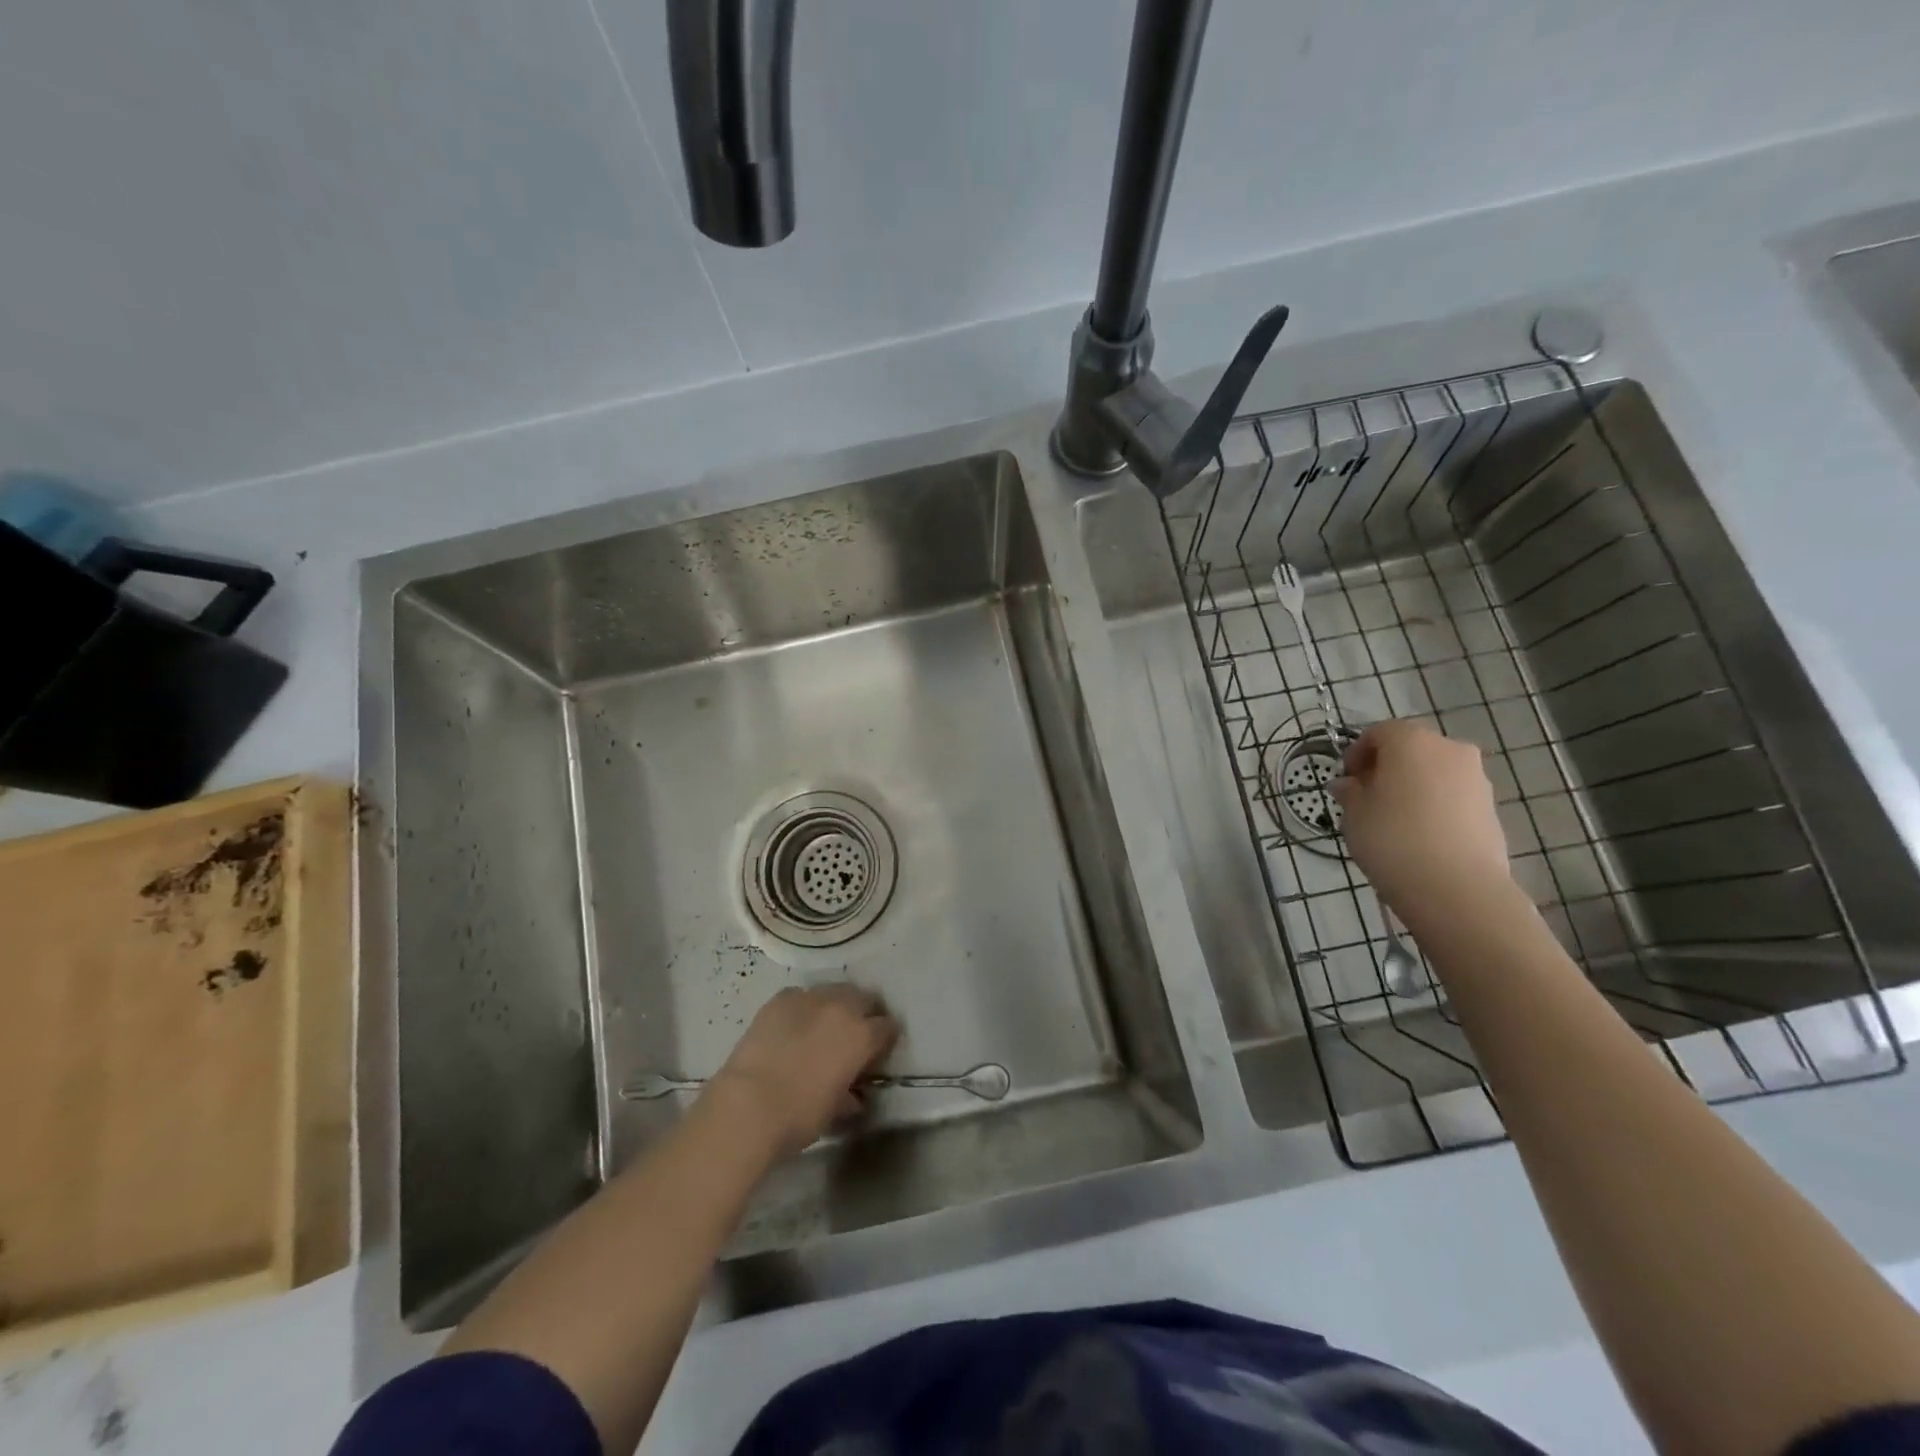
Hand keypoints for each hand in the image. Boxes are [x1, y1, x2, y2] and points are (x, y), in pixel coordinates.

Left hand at [704, 985, 898, 1158]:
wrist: (748, 1105)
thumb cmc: (799, 1116)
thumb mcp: (835, 1111)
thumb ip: (851, 1095)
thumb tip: (855, 1096)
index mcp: (863, 1036)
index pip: (887, 1027)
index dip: (884, 1041)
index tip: (876, 1054)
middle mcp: (842, 1007)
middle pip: (865, 999)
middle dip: (864, 1014)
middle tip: (853, 1037)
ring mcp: (810, 998)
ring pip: (834, 992)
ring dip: (835, 1006)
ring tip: (823, 1028)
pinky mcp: (781, 998)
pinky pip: (802, 996)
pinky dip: (803, 1008)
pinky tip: (793, 1027)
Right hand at [1332, 719, 1511, 920]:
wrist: (1456, 888)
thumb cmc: (1392, 839)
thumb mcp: (1354, 815)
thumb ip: (1350, 792)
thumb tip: (1349, 785)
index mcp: (1411, 741)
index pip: (1378, 732)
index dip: (1357, 753)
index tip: (1346, 780)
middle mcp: (1449, 749)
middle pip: (1411, 748)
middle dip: (1388, 767)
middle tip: (1368, 797)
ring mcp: (1476, 778)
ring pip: (1435, 772)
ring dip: (1413, 786)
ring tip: (1394, 819)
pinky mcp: (1491, 808)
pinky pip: (1453, 795)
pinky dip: (1435, 805)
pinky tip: (1420, 834)